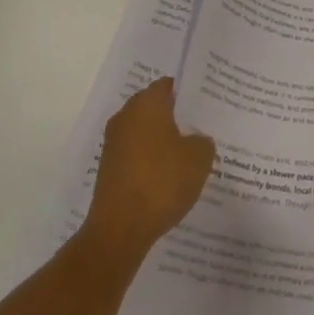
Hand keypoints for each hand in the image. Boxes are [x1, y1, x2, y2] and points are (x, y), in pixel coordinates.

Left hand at [82, 77, 216, 258]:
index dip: (187, 92)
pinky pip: (135, 154)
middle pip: (154, 107)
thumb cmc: (162, 183)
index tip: (204, 104)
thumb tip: (196, 139)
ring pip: (144, 132)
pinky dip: (150, 160)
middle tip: (200, 128)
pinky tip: (167, 178)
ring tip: (187, 155)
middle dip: (175, 116)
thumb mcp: (199, 159)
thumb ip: (203, 141)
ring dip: (161, 140)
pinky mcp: (108, 168)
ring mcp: (114, 143)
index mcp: (146, 104)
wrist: (120, 229)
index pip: (168, 85)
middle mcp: (126, 116)